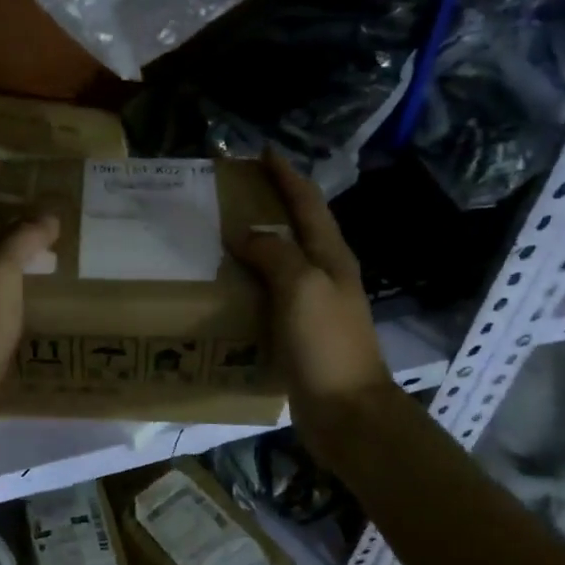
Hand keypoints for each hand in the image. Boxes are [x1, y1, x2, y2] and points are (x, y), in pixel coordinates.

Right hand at [231, 151, 396, 457]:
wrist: (346, 412)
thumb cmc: (326, 344)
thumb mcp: (301, 287)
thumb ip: (274, 253)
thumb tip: (245, 234)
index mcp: (330, 258)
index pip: (308, 204)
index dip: (287, 176)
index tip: (263, 152)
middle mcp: (323, 276)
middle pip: (295, 229)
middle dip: (269, 204)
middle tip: (231, 193)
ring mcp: (311, 306)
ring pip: (280, 262)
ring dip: (255, 244)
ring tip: (218, 235)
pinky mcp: (296, 333)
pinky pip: (268, 295)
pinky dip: (248, 282)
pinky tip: (224, 287)